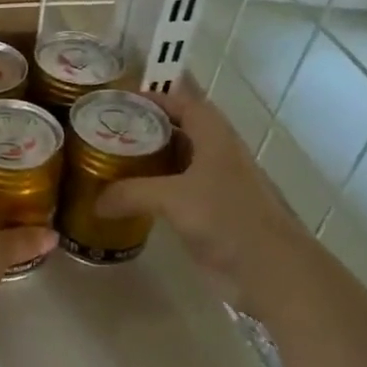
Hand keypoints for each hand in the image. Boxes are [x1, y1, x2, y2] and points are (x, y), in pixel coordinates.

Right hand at [93, 84, 306, 284]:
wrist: (271, 268)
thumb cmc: (227, 217)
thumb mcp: (172, 198)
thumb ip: (131, 194)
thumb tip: (95, 202)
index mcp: (213, 135)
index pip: (182, 101)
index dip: (153, 97)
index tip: (119, 101)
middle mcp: (216, 152)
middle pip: (178, 128)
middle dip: (145, 127)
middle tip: (107, 131)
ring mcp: (216, 182)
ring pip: (178, 160)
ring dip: (150, 159)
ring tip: (112, 159)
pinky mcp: (213, 210)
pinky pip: (178, 188)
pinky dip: (156, 187)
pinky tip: (132, 196)